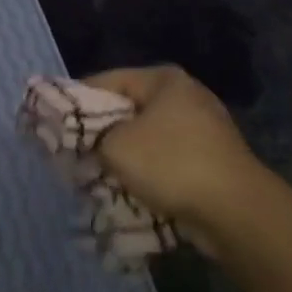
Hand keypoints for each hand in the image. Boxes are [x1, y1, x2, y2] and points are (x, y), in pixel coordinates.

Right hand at [84, 64, 266, 255]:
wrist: (236, 211)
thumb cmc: (170, 164)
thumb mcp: (113, 145)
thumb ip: (88, 135)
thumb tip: (82, 137)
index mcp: (163, 80)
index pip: (105, 80)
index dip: (75, 101)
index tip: (54, 124)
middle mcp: (185, 96)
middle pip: (126, 109)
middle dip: (99, 133)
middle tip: (73, 153)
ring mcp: (204, 128)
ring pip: (145, 138)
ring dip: (122, 156)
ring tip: (97, 175)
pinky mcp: (212, 160)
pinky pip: (166, 160)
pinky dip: (146, 172)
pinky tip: (129, 189)